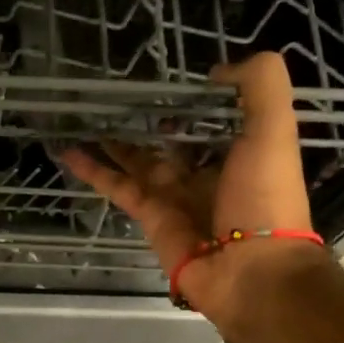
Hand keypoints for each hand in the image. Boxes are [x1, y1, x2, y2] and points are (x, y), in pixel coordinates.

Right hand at [60, 50, 320, 323]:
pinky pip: (117, 187)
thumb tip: (216, 73)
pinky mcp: (149, 216)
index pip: (212, 120)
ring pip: (137, 161)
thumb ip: (259, 87)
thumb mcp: (274, 131)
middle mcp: (206, 173)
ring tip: (84, 118)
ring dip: (112, 142)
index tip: (169, 80)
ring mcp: (174, 196)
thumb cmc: (266, 197)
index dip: (193, 101)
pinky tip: (69, 151)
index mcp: (241, 153)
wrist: (250, 270)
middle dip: (147, 122)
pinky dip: (93, 171)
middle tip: (116, 96)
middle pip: (170, 140)